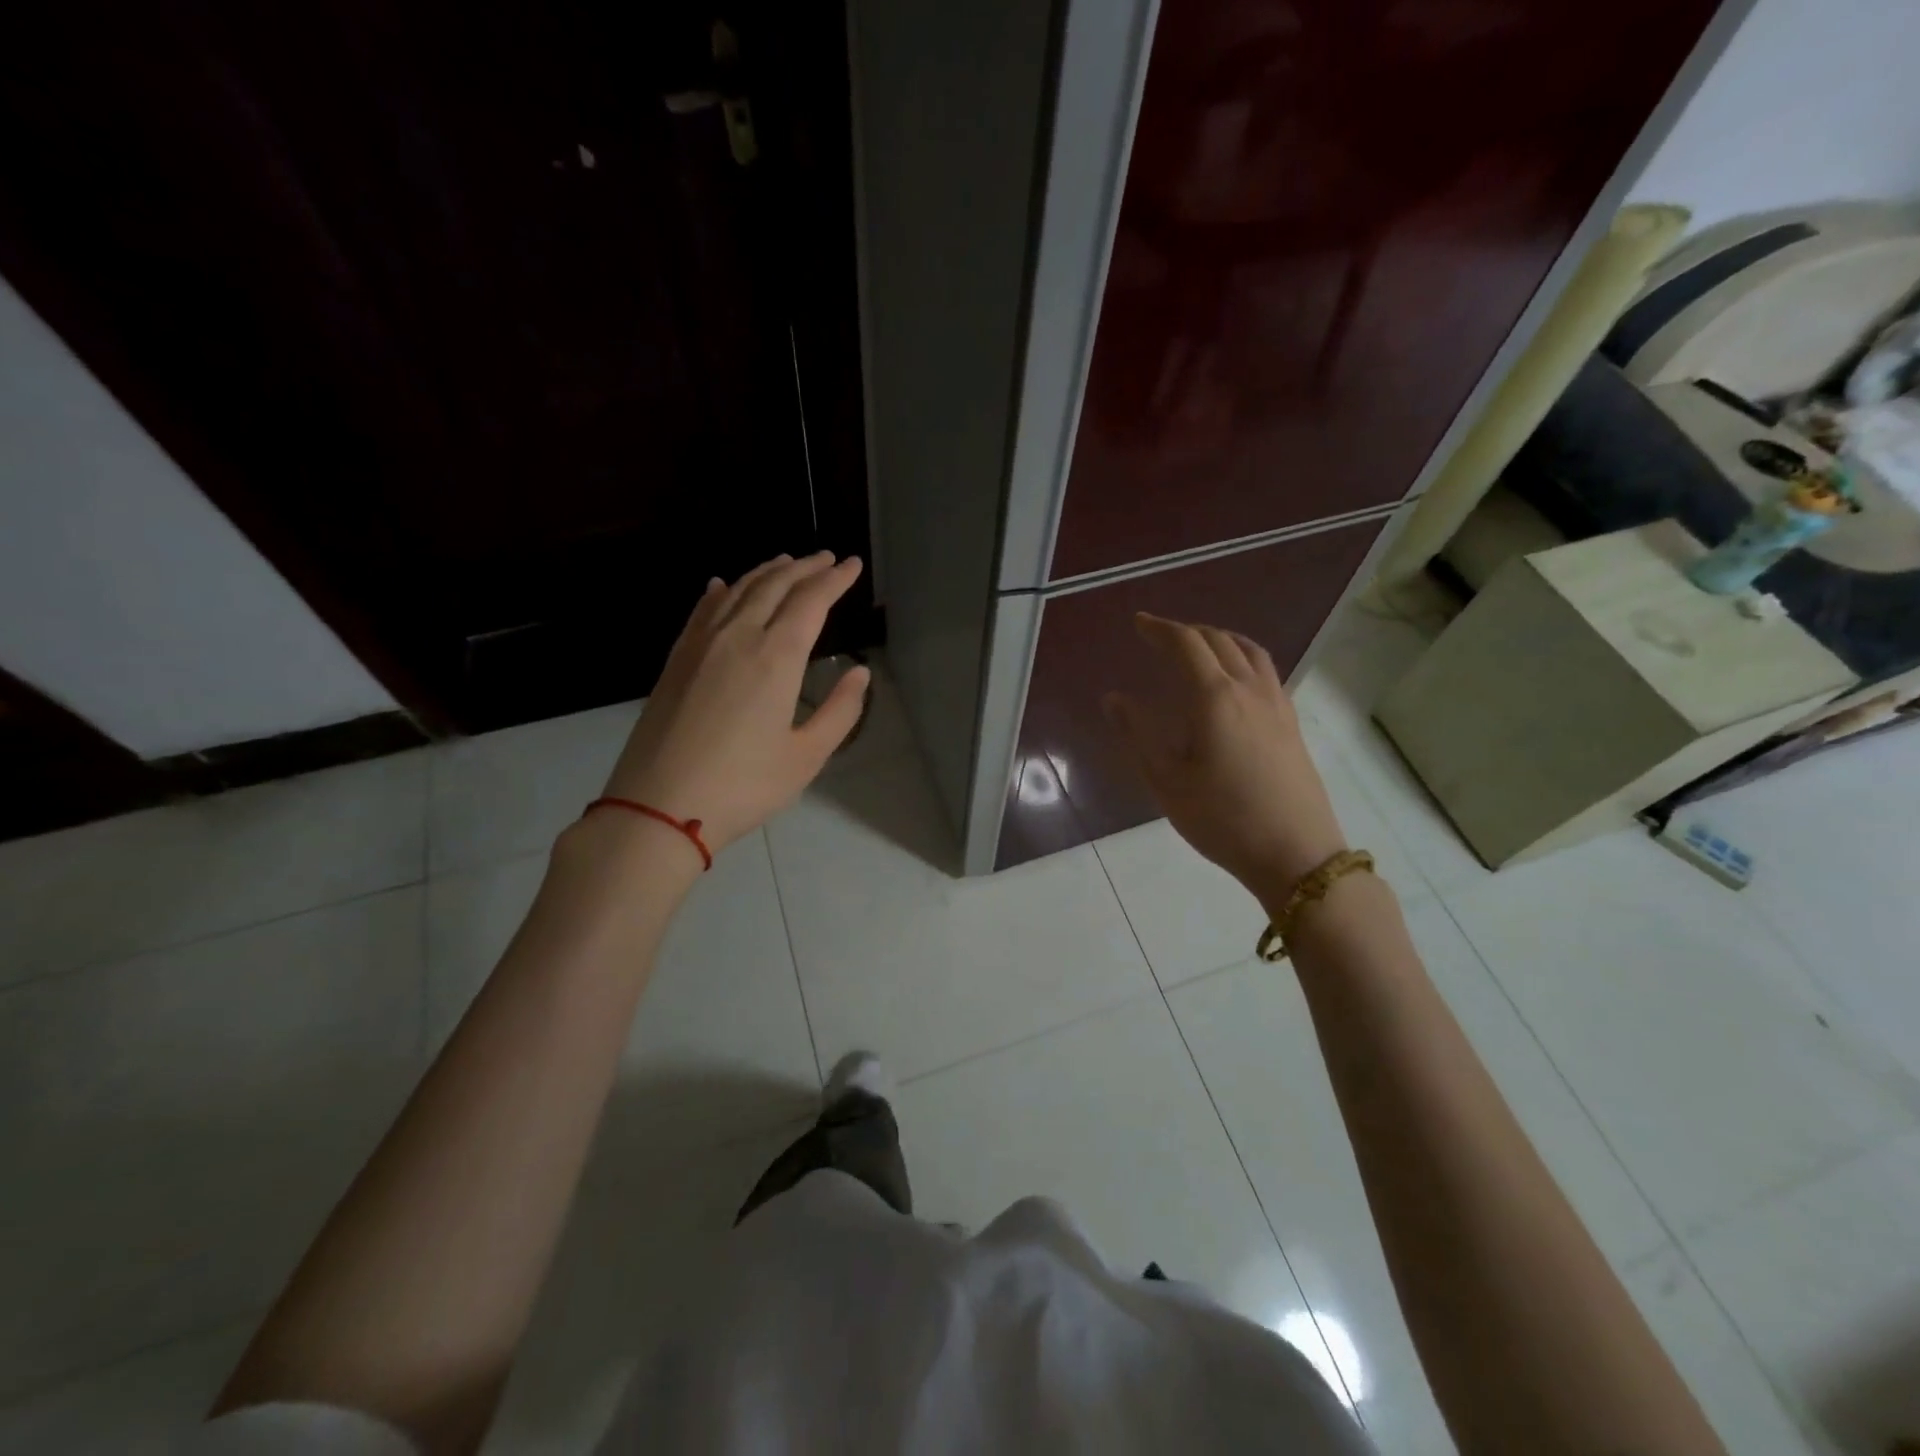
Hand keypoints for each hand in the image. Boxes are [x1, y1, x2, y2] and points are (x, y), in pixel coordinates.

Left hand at [601, 552, 868, 854]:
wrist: (658, 806)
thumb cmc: (743, 786)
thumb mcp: (806, 757)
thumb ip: (840, 712)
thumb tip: (860, 673)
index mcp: (777, 658)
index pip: (812, 602)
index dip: (834, 580)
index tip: (852, 565)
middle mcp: (739, 637)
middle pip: (775, 586)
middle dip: (805, 568)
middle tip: (827, 558)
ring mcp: (701, 645)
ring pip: (738, 591)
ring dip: (767, 572)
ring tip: (787, 562)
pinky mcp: (676, 660)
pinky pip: (703, 610)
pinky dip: (721, 591)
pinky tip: (723, 585)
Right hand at [1105, 614, 1347, 904]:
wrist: (1295, 854)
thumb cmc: (1222, 819)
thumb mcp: (1167, 781)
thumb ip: (1138, 734)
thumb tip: (1114, 698)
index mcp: (1214, 698)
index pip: (1186, 645)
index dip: (1160, 629)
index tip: (1139, 623)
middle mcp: (1249, 689)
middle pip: (1218, 640)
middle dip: (1186, 631)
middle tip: (1159, 636)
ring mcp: (1276, 703)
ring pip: (1248, 650)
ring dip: (1218, 638)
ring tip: (1197, 645)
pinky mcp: (1290, 721)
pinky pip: (1265, 669)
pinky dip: (1242, 655)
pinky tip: (1233, 677)